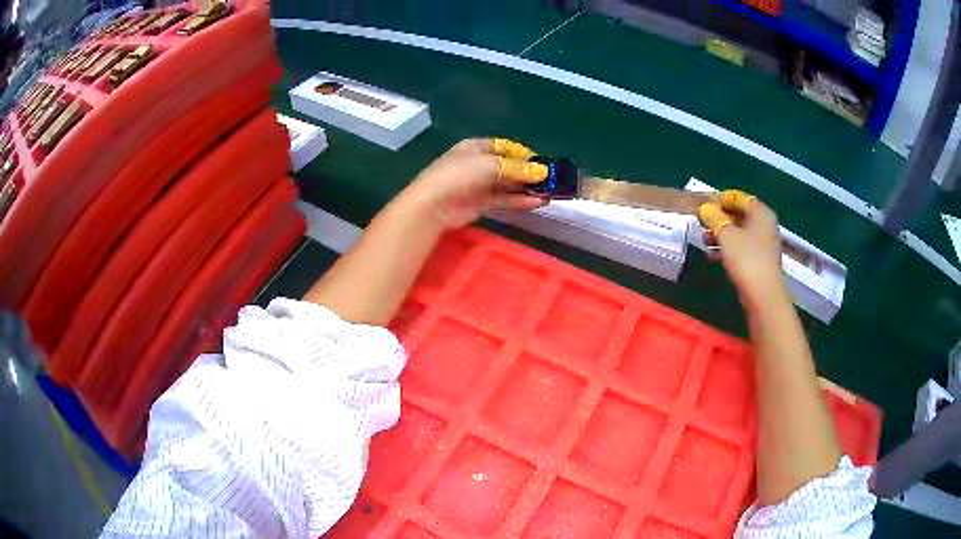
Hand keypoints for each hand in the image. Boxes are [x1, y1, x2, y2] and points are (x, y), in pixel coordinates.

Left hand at [398, 138, 549, 228]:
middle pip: (508, 166)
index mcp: (476, 147)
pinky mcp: (480, 204)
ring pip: (508, 184)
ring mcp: (479, 185)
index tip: (543, 163)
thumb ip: (518, 169)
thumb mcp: (491, 165)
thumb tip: (542, 172)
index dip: (524, 154)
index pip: (505, 147)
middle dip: (528, 173)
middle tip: (551, 181)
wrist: (433, 204)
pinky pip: (504, 200)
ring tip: (549, 193)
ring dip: (527, 188)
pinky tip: (537, 203)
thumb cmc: (459, 174)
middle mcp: (478, 164)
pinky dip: (520, 201)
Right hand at [698, 191, 786, 306]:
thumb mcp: (726, 235)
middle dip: (719, 217)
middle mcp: (765, 224)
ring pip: (739, 232)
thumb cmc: (746, 259)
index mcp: (760, 212)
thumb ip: (714, 217)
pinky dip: (728, 248)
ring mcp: (764, 243)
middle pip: (739, 214)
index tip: (703, 205)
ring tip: (704, 240)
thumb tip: (705, 208)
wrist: (763, 295)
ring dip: (721, 234)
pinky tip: (712, 255)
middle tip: (702, 222)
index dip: (720, 199)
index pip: (739, 197)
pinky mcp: (759, 260)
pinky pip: (741, 247)